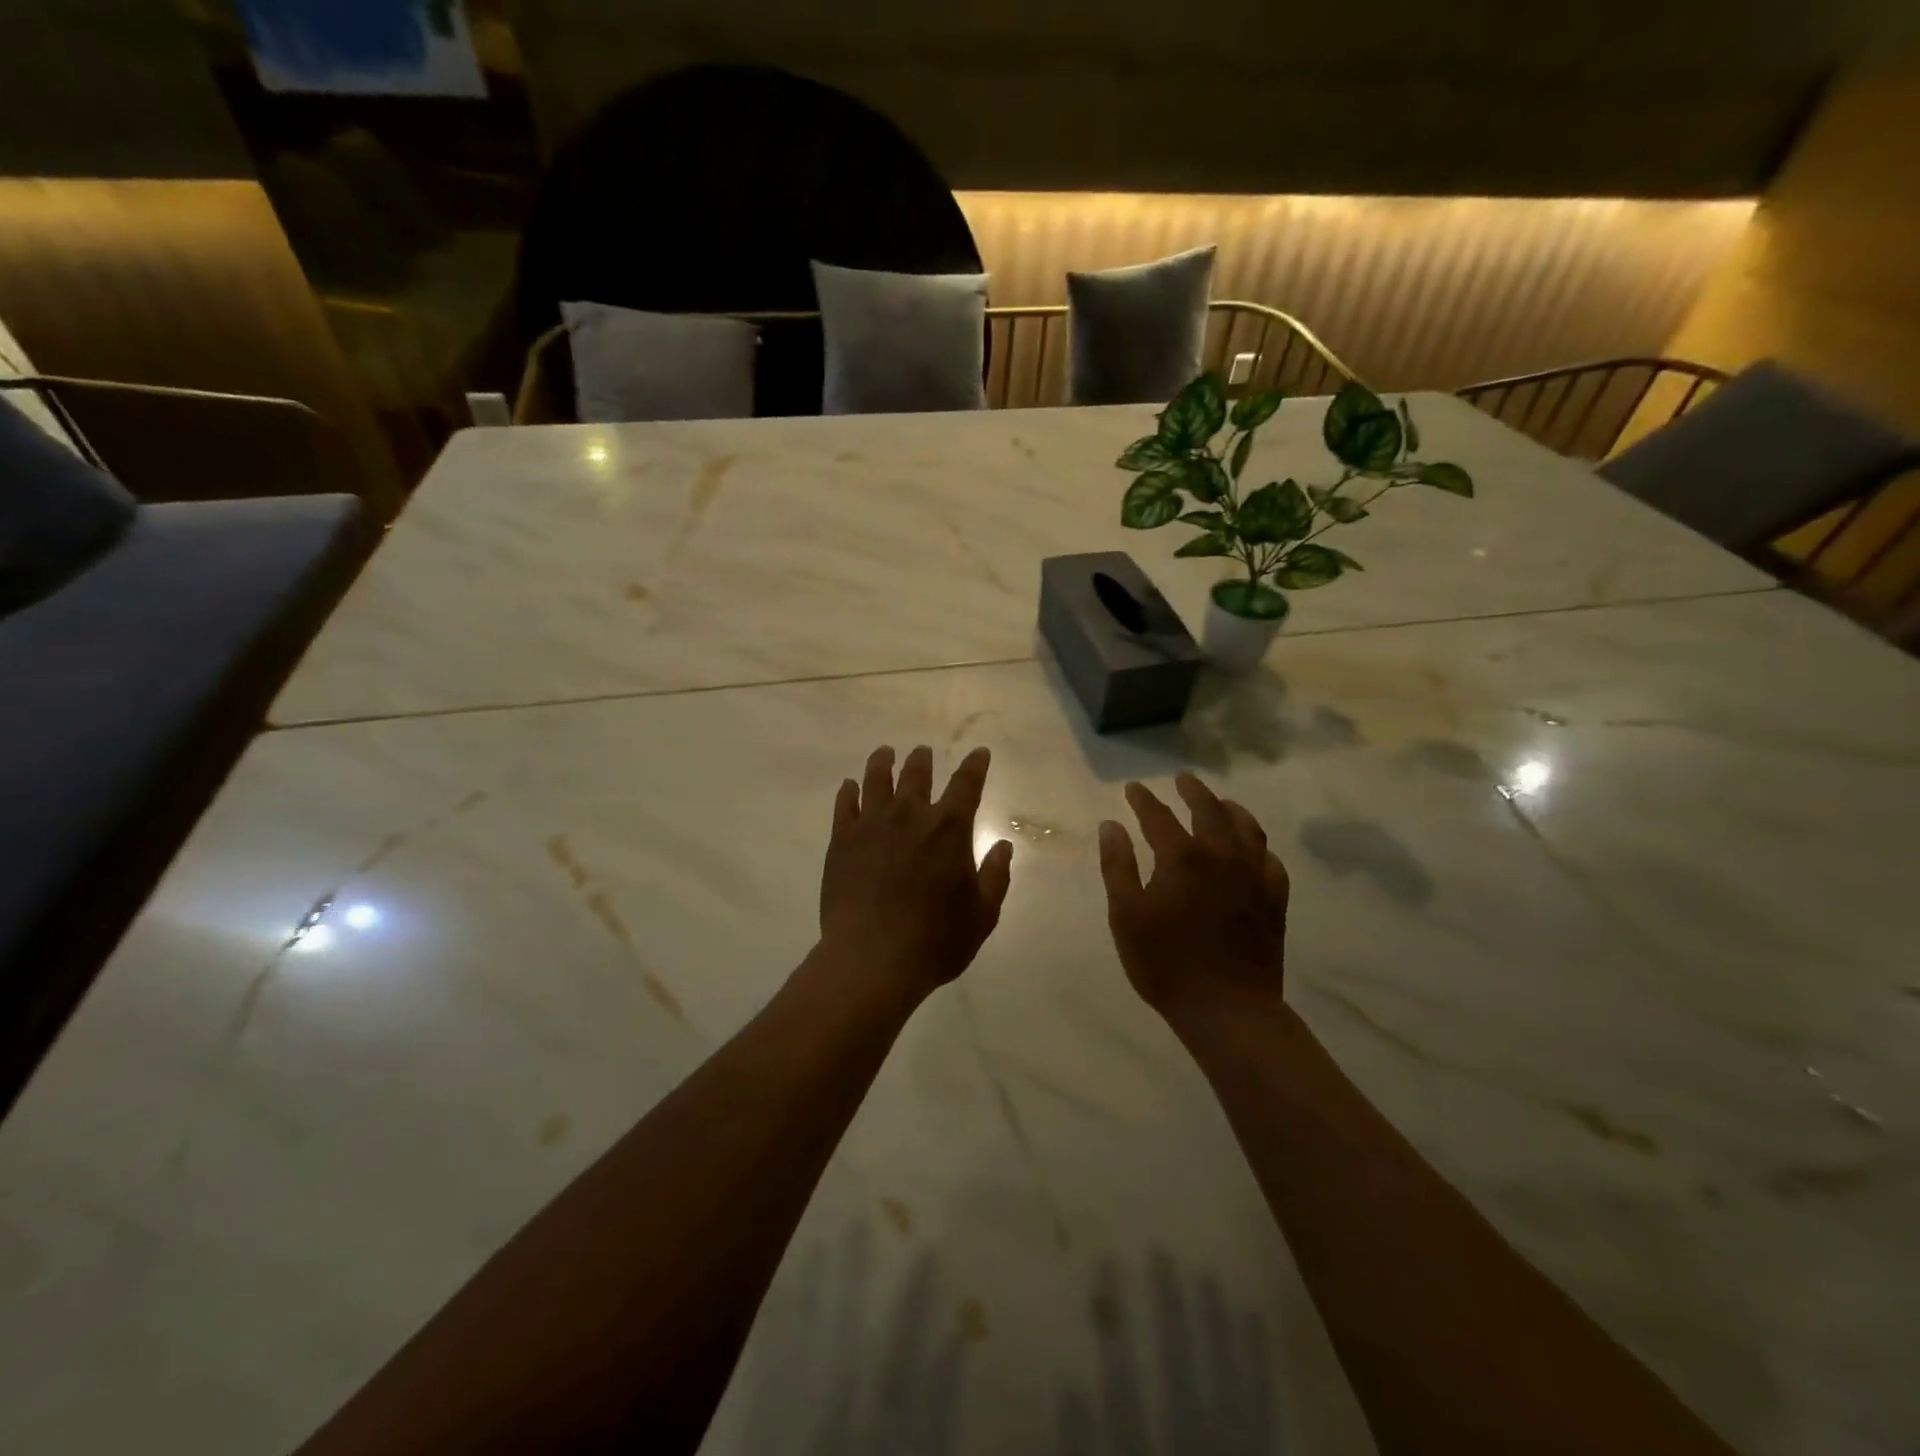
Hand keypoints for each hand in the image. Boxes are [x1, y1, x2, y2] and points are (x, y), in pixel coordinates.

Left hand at [818, 745, 1013, 1003]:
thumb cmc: (935, 940)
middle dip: (923, 759)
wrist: (871, 959)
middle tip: (923, 752)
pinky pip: (844, 805)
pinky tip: (850, 786)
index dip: (975, 765)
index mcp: (949, 828)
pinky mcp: (842, 841)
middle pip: (917, 774)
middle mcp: (910, 815)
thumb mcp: (982, 914)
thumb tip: (1004, 846)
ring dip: (883, 762)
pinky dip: (849, 791)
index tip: (979, 753)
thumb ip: (995, 876)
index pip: (967, 784)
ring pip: (877, 779)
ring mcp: (872, 824)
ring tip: (884, 753)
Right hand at [1098, 774, 1289, 1027]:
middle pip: (1209, 810)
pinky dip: (1259, 847)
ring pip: (1247, 828)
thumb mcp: (1126, 915)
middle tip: (1183, 779)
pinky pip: (1271, 861)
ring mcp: (1253, 877)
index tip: (1133, 788)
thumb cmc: (1165, 963)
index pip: (1158, 816)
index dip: (1144, 799)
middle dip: (1193, 791)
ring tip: (1221, 802)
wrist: (1227, 1008)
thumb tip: (1111, 825)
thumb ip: (1118, 866)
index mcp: (1182, 857)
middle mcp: (1221, 856)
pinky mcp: (1274, 900)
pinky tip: (1253, 850)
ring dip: (1231, 809)